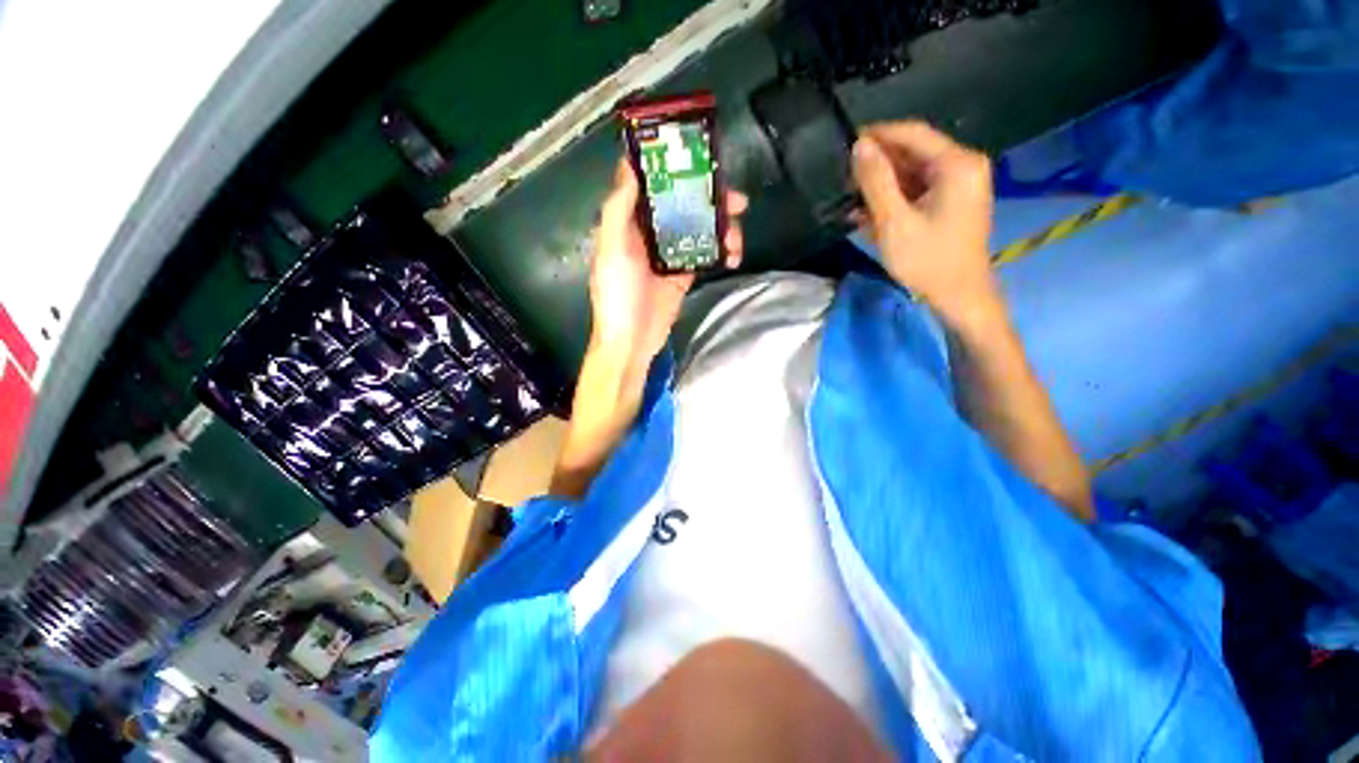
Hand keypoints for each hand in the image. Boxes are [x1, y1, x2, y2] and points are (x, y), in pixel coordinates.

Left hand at [588, 158, 747, 371]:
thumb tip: (629, 163)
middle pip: (685, 205)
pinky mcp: (685, 273)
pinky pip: (707, 254)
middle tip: (738, 200)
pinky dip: (722, 252)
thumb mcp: (611, 249)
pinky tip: (733, 256)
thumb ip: (619, 208)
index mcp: (629, 222)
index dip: (675, 169)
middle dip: (712, 200)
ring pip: (701, 229)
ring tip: (737, 238)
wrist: (632, 341)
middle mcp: (651, 233)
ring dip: (722, 228)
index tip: (701, 159)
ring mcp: (670, 254)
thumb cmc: (617, 295)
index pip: (654, 186)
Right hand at [851, 121, 999, 332]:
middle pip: (913, 152)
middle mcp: (963, 165)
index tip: (846, 143)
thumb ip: (876, 181)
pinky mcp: (953, 202)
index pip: (912, 133)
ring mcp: (960, 184)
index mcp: (956, 163)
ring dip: (882, 186)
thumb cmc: (927, 260)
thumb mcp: (894, 221)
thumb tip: (859, 146)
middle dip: (878, 165)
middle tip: (844, 179)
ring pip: (913, 173)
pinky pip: (919, 190)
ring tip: (851, 201)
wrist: (959, 296)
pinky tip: (869, 215)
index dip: (878, 135)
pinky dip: (895, 199)